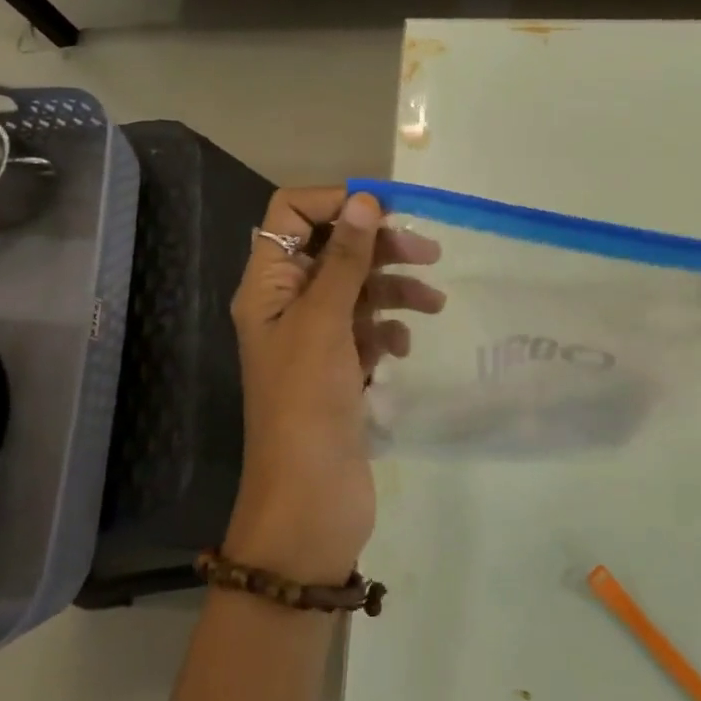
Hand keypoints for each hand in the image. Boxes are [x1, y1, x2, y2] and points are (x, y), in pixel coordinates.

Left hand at [226, 189, 442, 582]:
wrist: (310, 501)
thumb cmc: (308, 403)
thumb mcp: (326, 322)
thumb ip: (344, 259)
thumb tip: (363, 199)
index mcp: (267, 286)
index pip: (290, 215)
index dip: (334, 203)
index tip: (384, 211)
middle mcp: (287, 304)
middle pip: (333, 249)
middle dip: (379, 247)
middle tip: (428, 253)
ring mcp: (315, 339)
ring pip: (358, 288)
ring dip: (394, 288)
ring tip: (432, 304)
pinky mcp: (339, 368)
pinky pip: (367, 328)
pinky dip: (388, 328)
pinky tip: (403, 346)